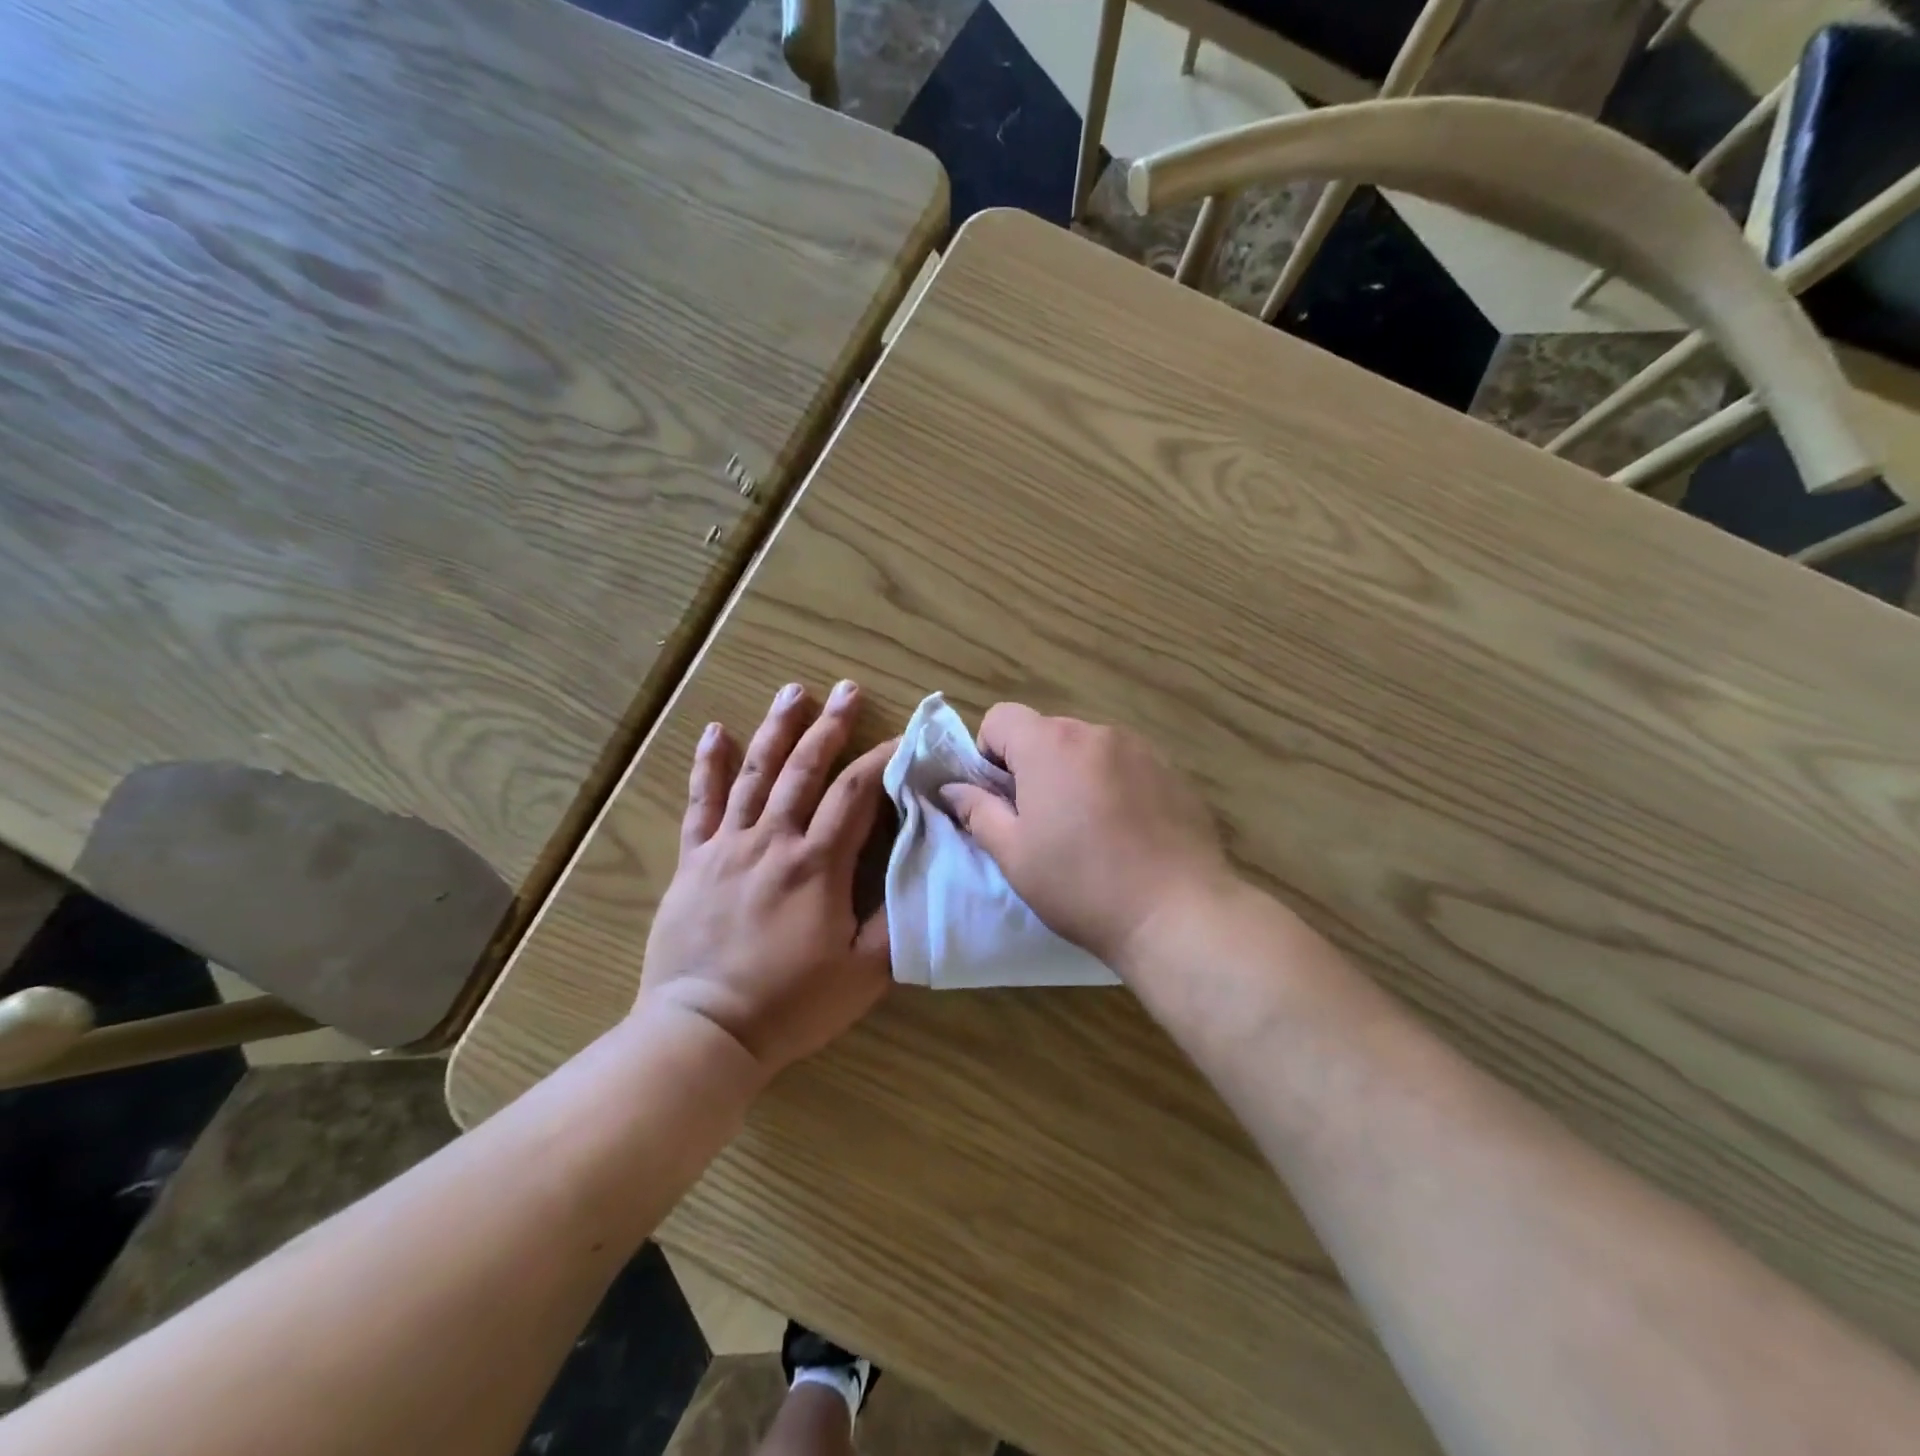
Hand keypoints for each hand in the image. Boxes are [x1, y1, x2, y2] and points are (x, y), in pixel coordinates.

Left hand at [639, 680, 892, 1078]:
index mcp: (817, 864)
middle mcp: (773, 841)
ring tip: (793, 691)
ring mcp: (728, 846)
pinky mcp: (693, 861)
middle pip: (806, 770)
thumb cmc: (791, 1004)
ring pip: (756, 773)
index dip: (883, 759)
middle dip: (831, 727)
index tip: (903, 737)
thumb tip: (922, 871)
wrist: (703, 1031)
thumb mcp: (865, 973)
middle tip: (848, 689)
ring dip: (777, 729)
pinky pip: (701, 803)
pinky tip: (715, 732)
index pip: (857, 793)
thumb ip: (897, 919)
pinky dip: (709, 765)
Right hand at [941, 703, 1234, 973]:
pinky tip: (1127, 833)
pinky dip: (1114, 786)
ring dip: (1076, 775)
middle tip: (1042, 823)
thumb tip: (953, 789)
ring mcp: (1141, 749)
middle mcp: (1096, 732)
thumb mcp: (1014, 855)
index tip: (1002, 799)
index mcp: (1051, 744)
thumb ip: (978, 812)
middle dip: (1034, 767)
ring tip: (1090, 830)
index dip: (989, 754)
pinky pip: (1126, 766)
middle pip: (1047, 733)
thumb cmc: (1081, 885)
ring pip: (1088, 750)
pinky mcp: (1173, 772)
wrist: (1177, 913)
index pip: (1001, 718)